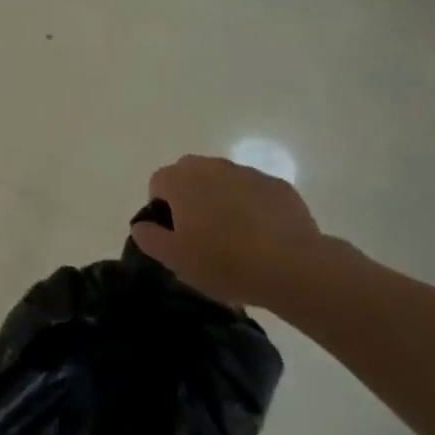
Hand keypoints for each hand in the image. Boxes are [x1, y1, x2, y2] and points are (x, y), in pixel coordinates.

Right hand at [130, 155, 326, 307]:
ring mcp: (247, 173)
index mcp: (180, 180)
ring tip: (235, 238)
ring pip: (223, 182)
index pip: (158, 184)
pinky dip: (252, 207)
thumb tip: (141, 224)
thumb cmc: (224, 262)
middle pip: (190, 176)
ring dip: (222, 201)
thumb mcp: (174, 259)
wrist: (293, 267)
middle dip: (191, 199)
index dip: (163, 210)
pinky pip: (254, 192)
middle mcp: (210, 166)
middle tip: (202, 236)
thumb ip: (148, 237)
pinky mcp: (278, 186)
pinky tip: (263, 237)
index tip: (177, 237)